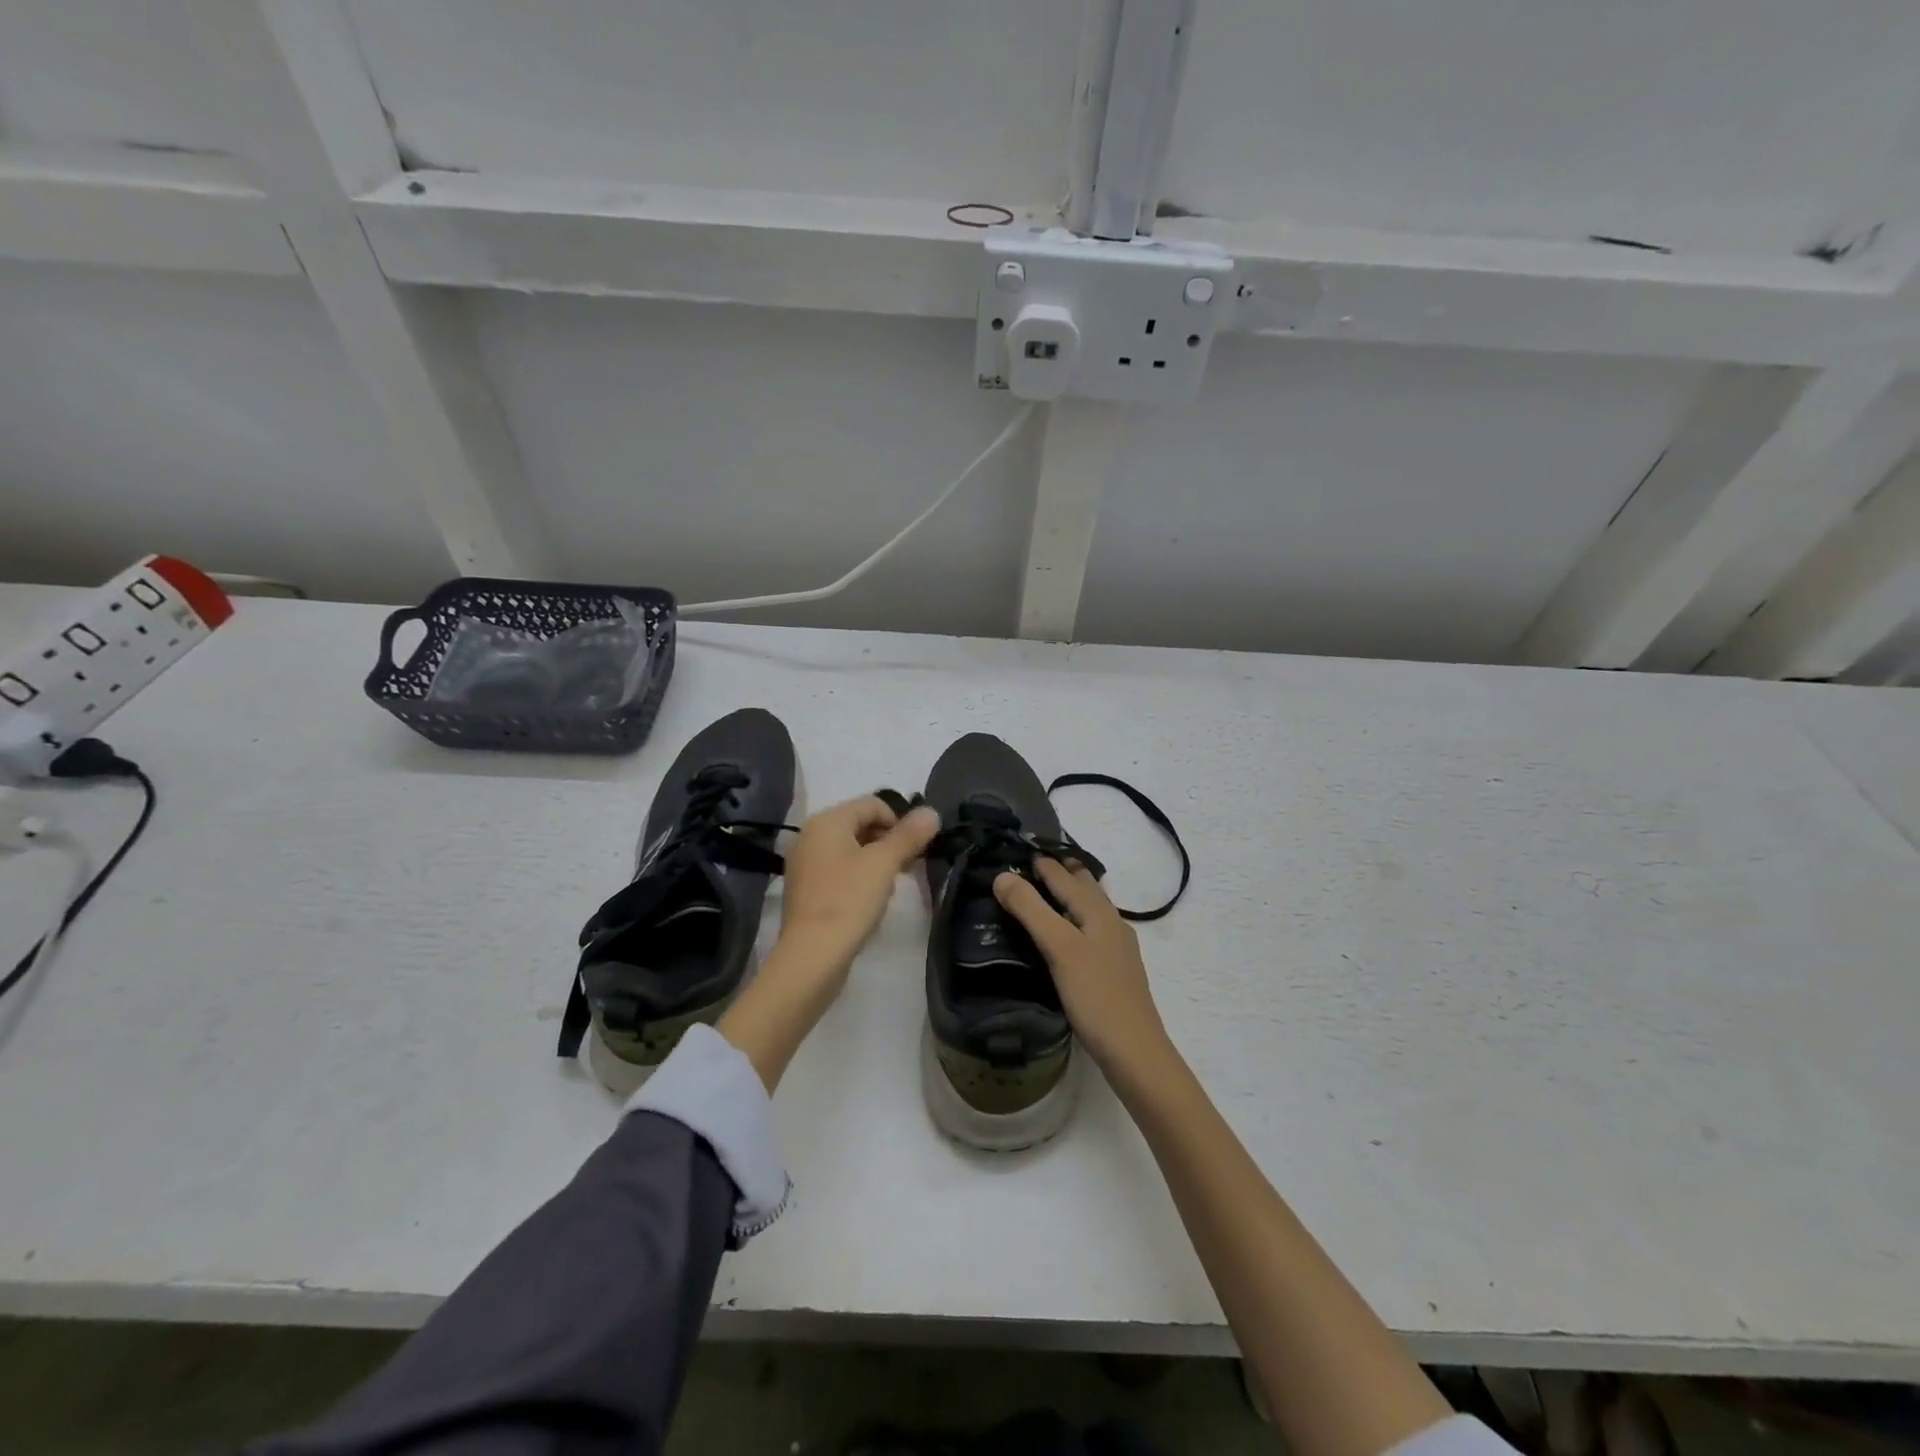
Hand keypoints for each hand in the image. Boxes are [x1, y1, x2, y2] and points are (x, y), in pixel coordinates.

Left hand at [777, 795, 941, 980]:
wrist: (812, 956)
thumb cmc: (849, 901)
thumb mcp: (884, 864)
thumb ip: (909, 835)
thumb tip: (931, 811)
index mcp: (827, 821)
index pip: (872, 804)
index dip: (900, 821)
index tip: (916, 848)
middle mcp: (811, 836)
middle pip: (860, 825)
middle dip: (889, 841)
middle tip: (909, 867)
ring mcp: (805, 864)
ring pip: (851, 850)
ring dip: (877, 861)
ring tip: (891, 886)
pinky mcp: (807, 890)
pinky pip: (839, 871)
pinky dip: (859, 878)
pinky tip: (870, 901)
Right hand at [993, 859, 1173, 1085]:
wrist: (1135, 1052)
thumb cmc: (1095, 996)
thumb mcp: (1058, 948)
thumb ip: (1031, 909)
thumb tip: (1001, 876)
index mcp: (1099, 912)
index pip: (1066, 876)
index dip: (1043, 862)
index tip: (1019, 847)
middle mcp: (1111, 923)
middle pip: (1085, 887)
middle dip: (1062, 870)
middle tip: (1032, 862)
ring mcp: (1116, 948)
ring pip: (1090, 909)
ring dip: (1070, 894)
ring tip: (1045, 891)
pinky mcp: (1114, 970)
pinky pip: (1091, 930)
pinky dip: (1074, 919)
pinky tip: (1066, 935)